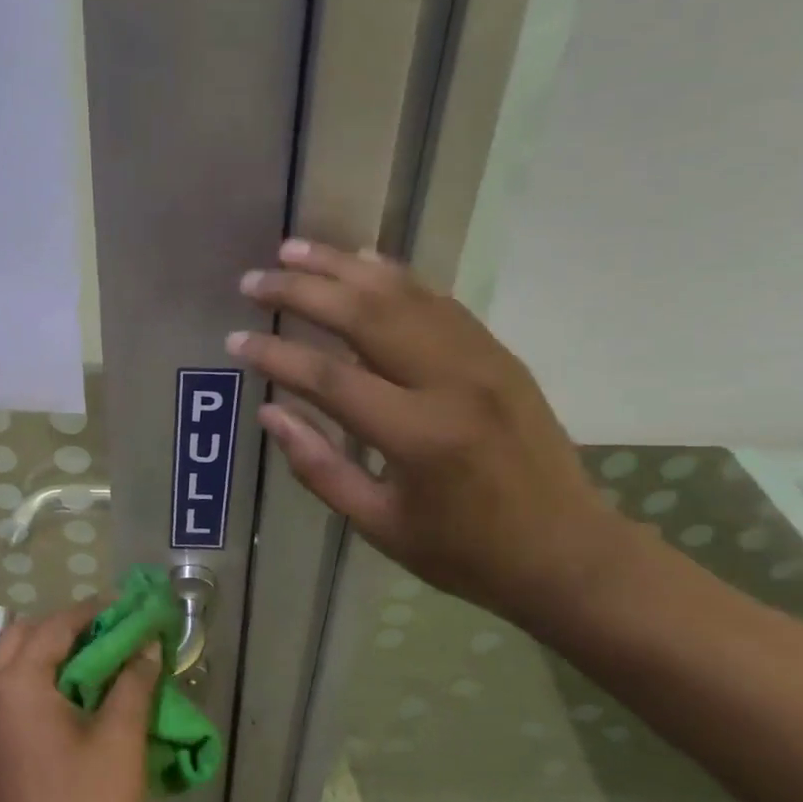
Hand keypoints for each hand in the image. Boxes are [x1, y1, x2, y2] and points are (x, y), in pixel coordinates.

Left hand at [0, 604, 160, 801]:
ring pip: (11, 667)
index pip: (55, 626)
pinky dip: (39, 685)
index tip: (128, 608)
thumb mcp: (120, 742)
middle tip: (111, 636)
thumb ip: (132, 684)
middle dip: (66, 628)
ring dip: (50, 656)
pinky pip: (9, 698)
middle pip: (22, 637)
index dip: (94, 612)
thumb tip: (145, 648)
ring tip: (98, 666)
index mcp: (16, 686)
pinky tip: (74, 706)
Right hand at [228, 239, 637, 632]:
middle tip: (255, 279)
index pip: (330, 379)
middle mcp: (451, 383)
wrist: (566, 551)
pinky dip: (395, 277)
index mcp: (418, 437)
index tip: (236, 339)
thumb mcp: (379, 525)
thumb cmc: (465, 552)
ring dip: (344, 267)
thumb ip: (320, 467)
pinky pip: (438, 302)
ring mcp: (482, 360)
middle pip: (366, 316)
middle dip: (303, 291)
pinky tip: (362, 262)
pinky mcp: (498, 354)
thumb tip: (270, 412)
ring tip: (295, 249)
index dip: (277, 355)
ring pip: (404, 295)